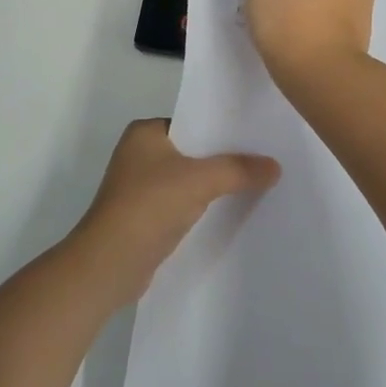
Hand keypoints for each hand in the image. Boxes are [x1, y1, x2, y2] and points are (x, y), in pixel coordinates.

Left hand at [70, 119, 278, 302]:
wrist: (110, 263)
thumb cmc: (149, 206)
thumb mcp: (199, 181)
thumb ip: (238, 170)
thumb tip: (275, 166)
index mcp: (144, 132)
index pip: (192, 122)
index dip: (223, 129)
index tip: (258, 135)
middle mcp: (139, 154)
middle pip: (193, 151)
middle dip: (224, 158)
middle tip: (265, 159)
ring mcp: (140, 187)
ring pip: (188, 179)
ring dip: (215, 184)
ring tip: (257, 184)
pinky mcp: (145, 216)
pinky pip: (182, 203)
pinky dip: (203, 206)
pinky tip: (231, 211)